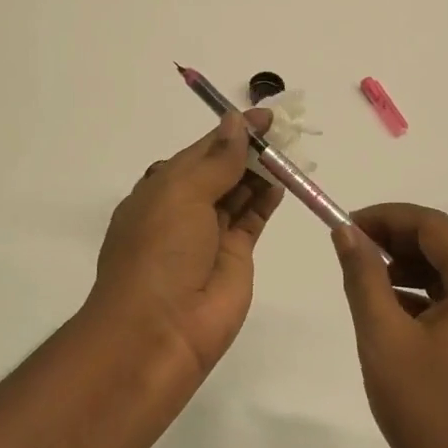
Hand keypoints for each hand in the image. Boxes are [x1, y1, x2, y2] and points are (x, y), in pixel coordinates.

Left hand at [88, 109, 284, 377]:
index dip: (229, 131)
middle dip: (247, 150)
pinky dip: (267, 199)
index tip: (263, 115)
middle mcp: (184, 209)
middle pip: (221, 170)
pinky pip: (253, 219)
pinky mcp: (235, 257)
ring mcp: (210, 235)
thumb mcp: (180, 194)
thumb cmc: (158, 252)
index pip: (200, 151)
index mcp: (160, 189)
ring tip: (289, 149)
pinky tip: (283, 180)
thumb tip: (236, 123)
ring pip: (239, 193)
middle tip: (283, 130)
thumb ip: (216, 160)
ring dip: (260, 171)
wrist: (158, 331)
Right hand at [331, 204, 447, 447]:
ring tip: (366, 282)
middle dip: (396, 241)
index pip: (435, 227)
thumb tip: (346, 232)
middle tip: (351, 250)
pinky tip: (392, 315)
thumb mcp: (383, 337)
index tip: (346, 226)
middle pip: (446, 247)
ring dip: (408, 269)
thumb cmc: (427, 412)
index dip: (387, 218)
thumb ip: (363, 277)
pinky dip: (423, 298)